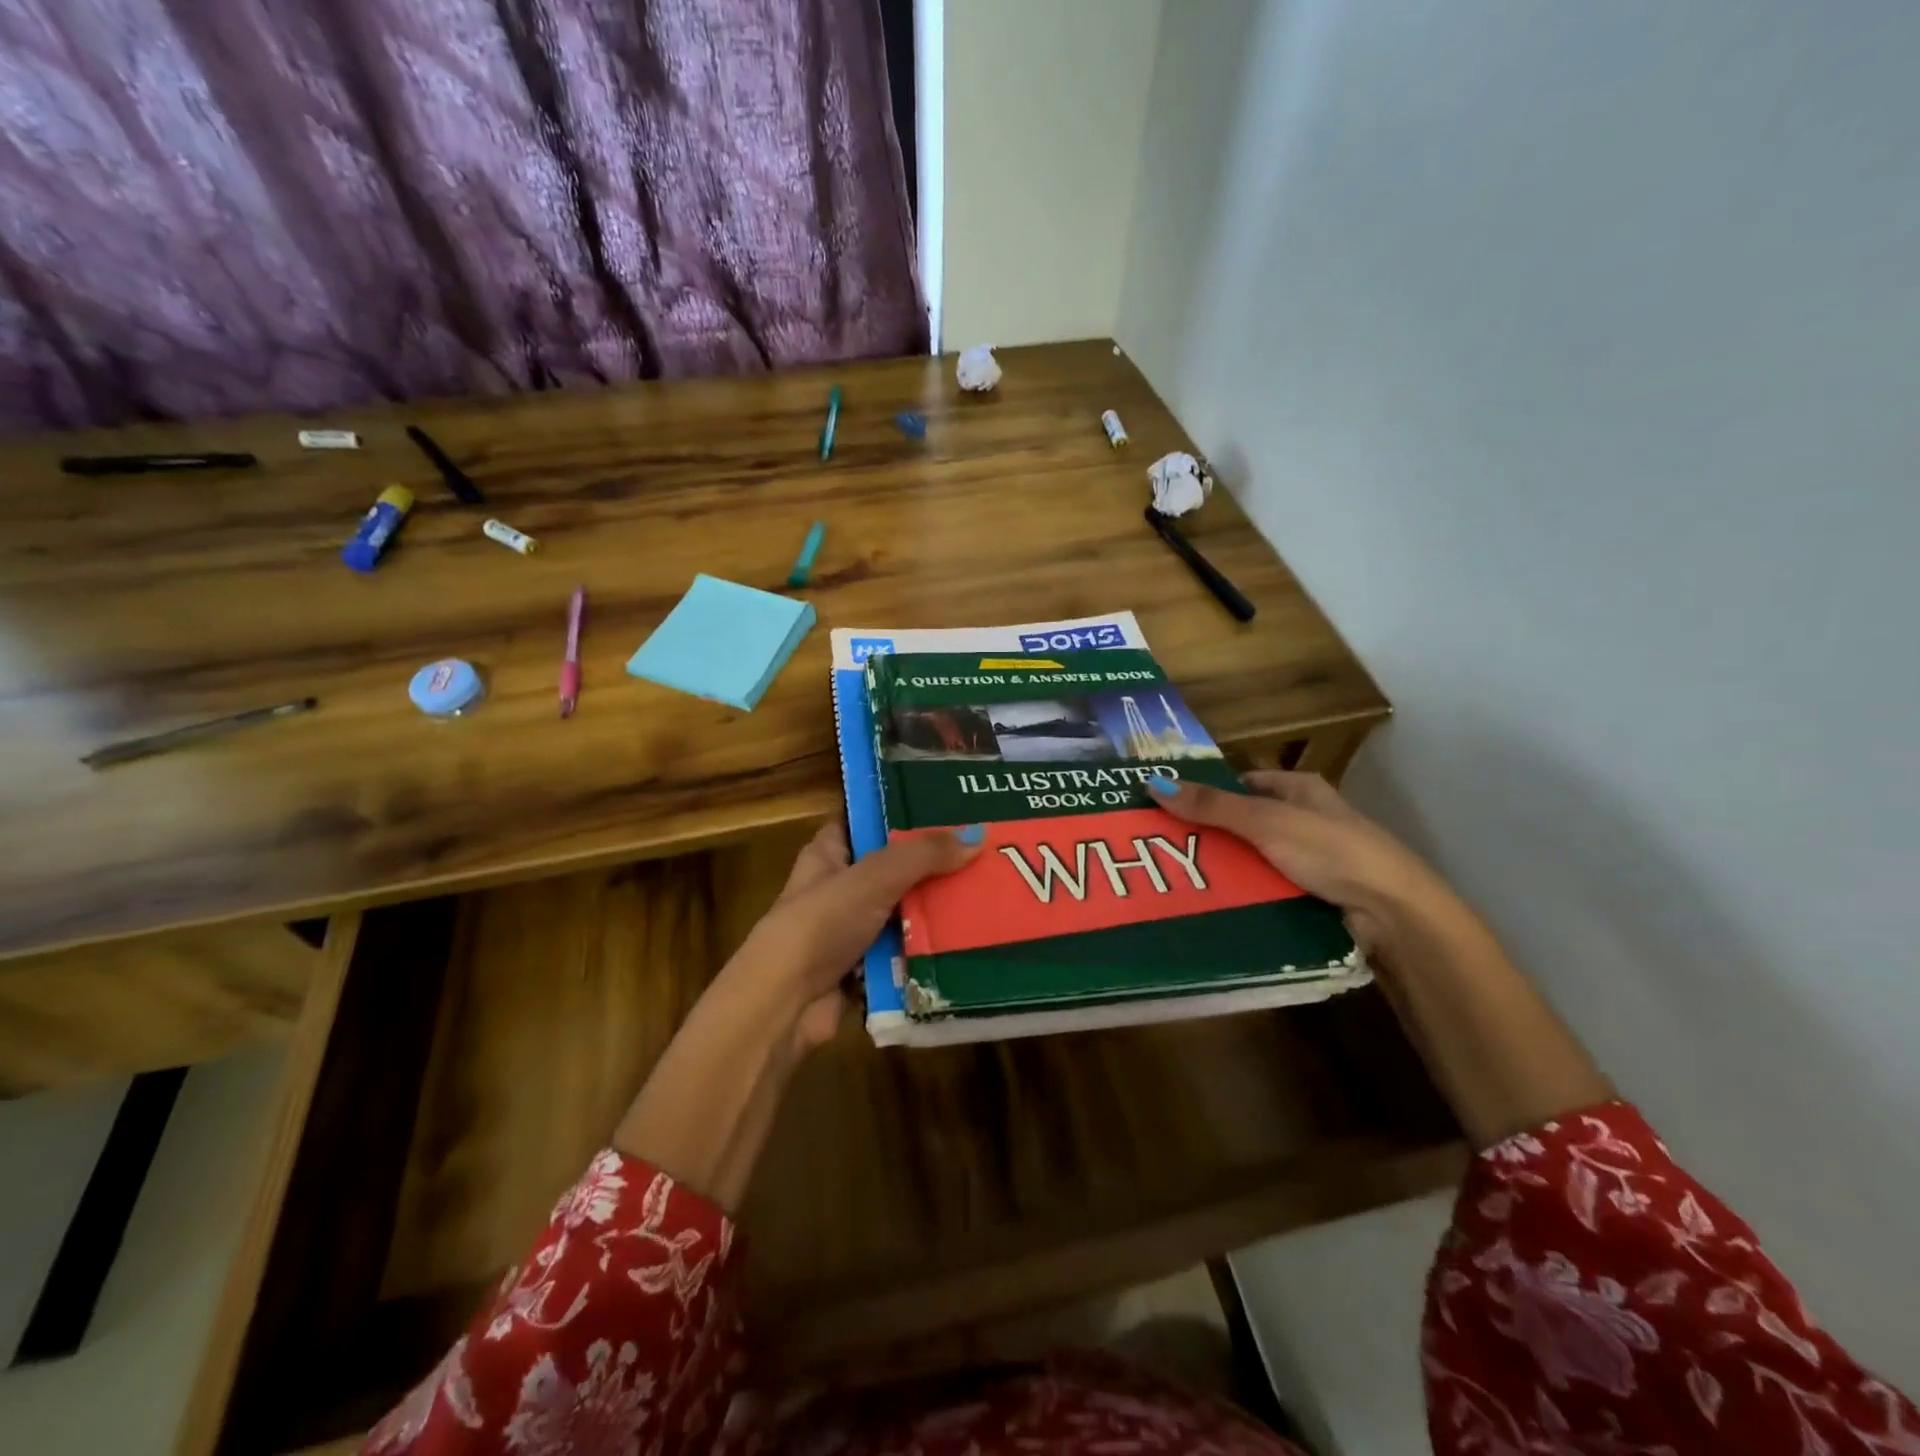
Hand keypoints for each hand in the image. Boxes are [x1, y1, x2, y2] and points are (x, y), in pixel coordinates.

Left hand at [730, 819, 983, 1048]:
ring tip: (993, 886)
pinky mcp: (870, 967)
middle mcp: (842, 887)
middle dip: (935, 860)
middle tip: (985, 844)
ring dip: (939, 906)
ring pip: (907, 909)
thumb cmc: (820, 925)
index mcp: (829, 853)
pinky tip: (974, 934)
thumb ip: (923, 855)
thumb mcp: (872, 878)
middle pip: (895, 865)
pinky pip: (909, 948)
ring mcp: (855, 929)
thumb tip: (976, 835)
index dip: (899, 806)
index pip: (865, 817)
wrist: (786, 1006)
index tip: (947, 798)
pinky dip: (933, 945)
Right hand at [1145, 771, 1448, 951]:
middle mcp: (1305, 820)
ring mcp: (1310, 861)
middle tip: (1164, 847)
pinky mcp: (1310, 896)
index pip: (1244, 784)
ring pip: (1252, 860)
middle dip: (1211, 836)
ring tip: (1177, 878)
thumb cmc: (1332, 851)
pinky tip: (1211, 904)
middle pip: (1244, 824)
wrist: (1393, 914)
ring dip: (1224, 869)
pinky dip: (1242, 895)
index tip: (1170, 807)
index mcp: (1301, 790)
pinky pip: (1264, 890)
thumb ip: (1213, 806)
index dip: (1209, 793)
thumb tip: (1153, 784)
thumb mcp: (1266, 821)